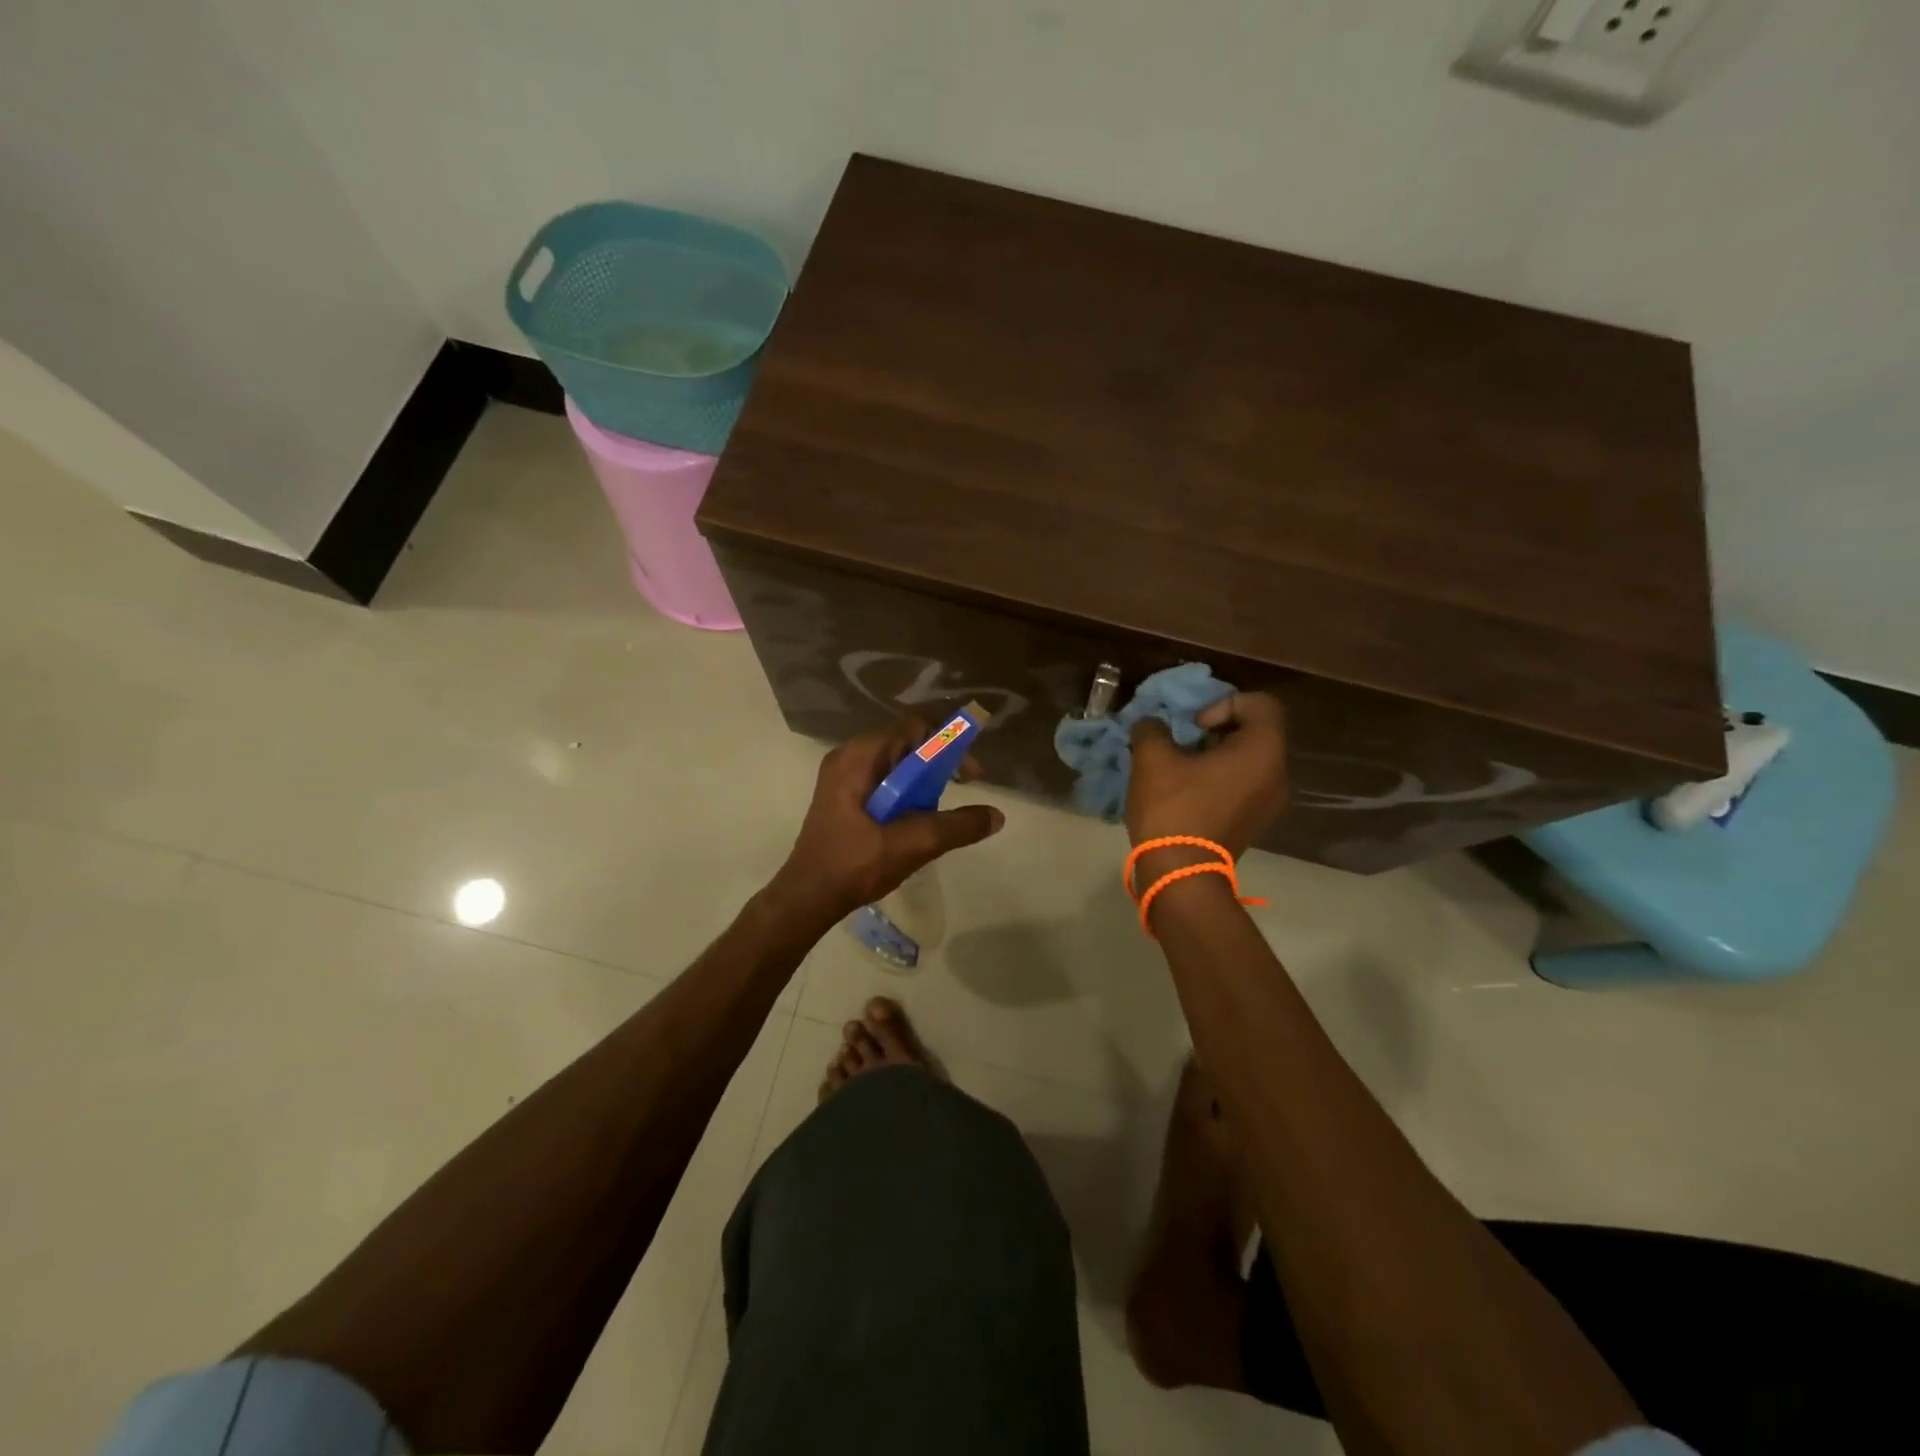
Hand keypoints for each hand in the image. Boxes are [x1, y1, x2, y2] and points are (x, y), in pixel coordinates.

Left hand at [771, 718, 1005, 921]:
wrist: (806, 898)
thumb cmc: (853, 865)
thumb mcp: (910, 845)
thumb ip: (955, 827)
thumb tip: (996, 816)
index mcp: (858, 757)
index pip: (913, 727)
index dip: (949, 742)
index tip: (970, 774)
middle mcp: (849, 757)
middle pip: (906, 743)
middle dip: (938, 762)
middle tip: (961, 788)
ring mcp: (843, 776)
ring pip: (896, 763)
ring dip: (923, 780)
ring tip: (938, 809)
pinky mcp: (843, 796)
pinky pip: (884, 779)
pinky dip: (906, 791)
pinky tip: (915, 819)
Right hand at [1127, 692, 1288, 870]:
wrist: (1181, 874)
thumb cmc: (1174, 809)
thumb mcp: (1152, 759)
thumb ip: (1152, 729)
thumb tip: (1152, 725)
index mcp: (1263, 751)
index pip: (1260, 704)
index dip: (1224, 703)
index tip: (1194, 726)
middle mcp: (1277, 774)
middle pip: (1255, 732)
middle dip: (1216, 729)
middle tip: (1183, 742)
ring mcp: (1270, 803)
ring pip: (1248, 760)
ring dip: (1215, 755)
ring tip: (1180, 767)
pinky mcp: (1255, 822)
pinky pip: (1243, 784)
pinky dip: (1219, 778)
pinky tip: (1187, 791)